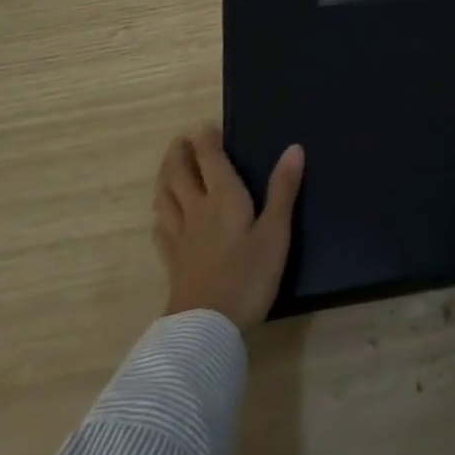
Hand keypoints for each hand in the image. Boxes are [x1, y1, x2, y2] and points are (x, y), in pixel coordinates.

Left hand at [152, 126, 303, 327]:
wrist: (206, 328)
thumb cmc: (247, 277)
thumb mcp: (275, 233)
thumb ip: (283, 190)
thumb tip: (294, 148)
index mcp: (222, 198)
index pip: (209, 159)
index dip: (206, 140)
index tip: (205, 126)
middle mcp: (196, 210)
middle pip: (180, 174)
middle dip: (179, 153)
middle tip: (180, 140)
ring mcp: (180, 236)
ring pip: (165, 197)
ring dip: (165, 177)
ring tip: (167, 168)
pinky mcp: (172, 261)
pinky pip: (161, 228)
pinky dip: (160, 213)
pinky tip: (161, 216)